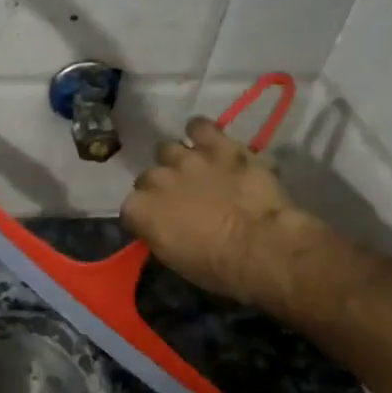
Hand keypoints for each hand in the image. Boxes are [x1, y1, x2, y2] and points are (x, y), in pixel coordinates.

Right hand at [120, 117, 328, 311]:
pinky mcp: (219, 147)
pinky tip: (208, 140)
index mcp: (139, 210)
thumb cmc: (216, 266)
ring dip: (179, 160)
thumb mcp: (174, 259)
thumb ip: (160, 233)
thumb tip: (164, 226)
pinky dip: (202, 132)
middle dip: (162, 186)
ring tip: (195, 169)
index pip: (131, 208)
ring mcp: (187, 159)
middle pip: (149, 176)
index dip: (147, 215)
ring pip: (169, 148)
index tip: (160, 223)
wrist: (260, 247)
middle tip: (182, 199)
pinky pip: (201, 126)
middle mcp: (155, 179)